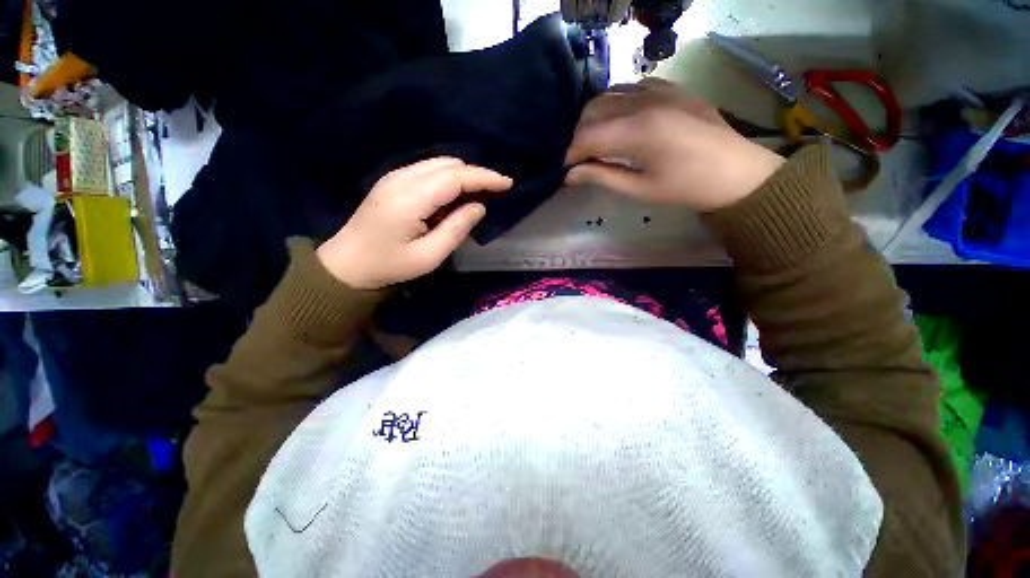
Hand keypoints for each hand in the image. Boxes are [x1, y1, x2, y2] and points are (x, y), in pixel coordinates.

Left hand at [317, 158, 511, 289]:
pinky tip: (453, 198)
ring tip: (477, 197)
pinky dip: (448, 179)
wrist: (347, 263)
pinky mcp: (393, 181)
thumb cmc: (389, 265)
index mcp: (411, 198)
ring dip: (462, 176)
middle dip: (476, 175)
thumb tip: (478, 207)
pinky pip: (429, 171)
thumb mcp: (429, 256)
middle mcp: (402, 178)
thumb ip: (456, 229)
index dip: (484, 177)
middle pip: (449, 165)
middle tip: (494, 194)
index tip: (507, 183)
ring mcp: (395, 176)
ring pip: (439, 164)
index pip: (455, 177)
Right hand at [565, 78, 784, 211]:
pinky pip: (632, 88)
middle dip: (579, 135)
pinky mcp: (671, 88)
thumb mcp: (639, 189)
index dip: (572, 154)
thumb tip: (569, 176)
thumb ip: (601, 177)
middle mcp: (645, 102)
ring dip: (595, 118)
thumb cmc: (685, 187)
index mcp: (638, 132)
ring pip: (610, 95)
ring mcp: (660, 90)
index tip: (566, 170)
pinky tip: (620, 122)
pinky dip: (617, 104)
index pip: (588, 136)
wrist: (736, 171)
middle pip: (594, 110)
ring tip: (596, 141)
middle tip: (580, 158)